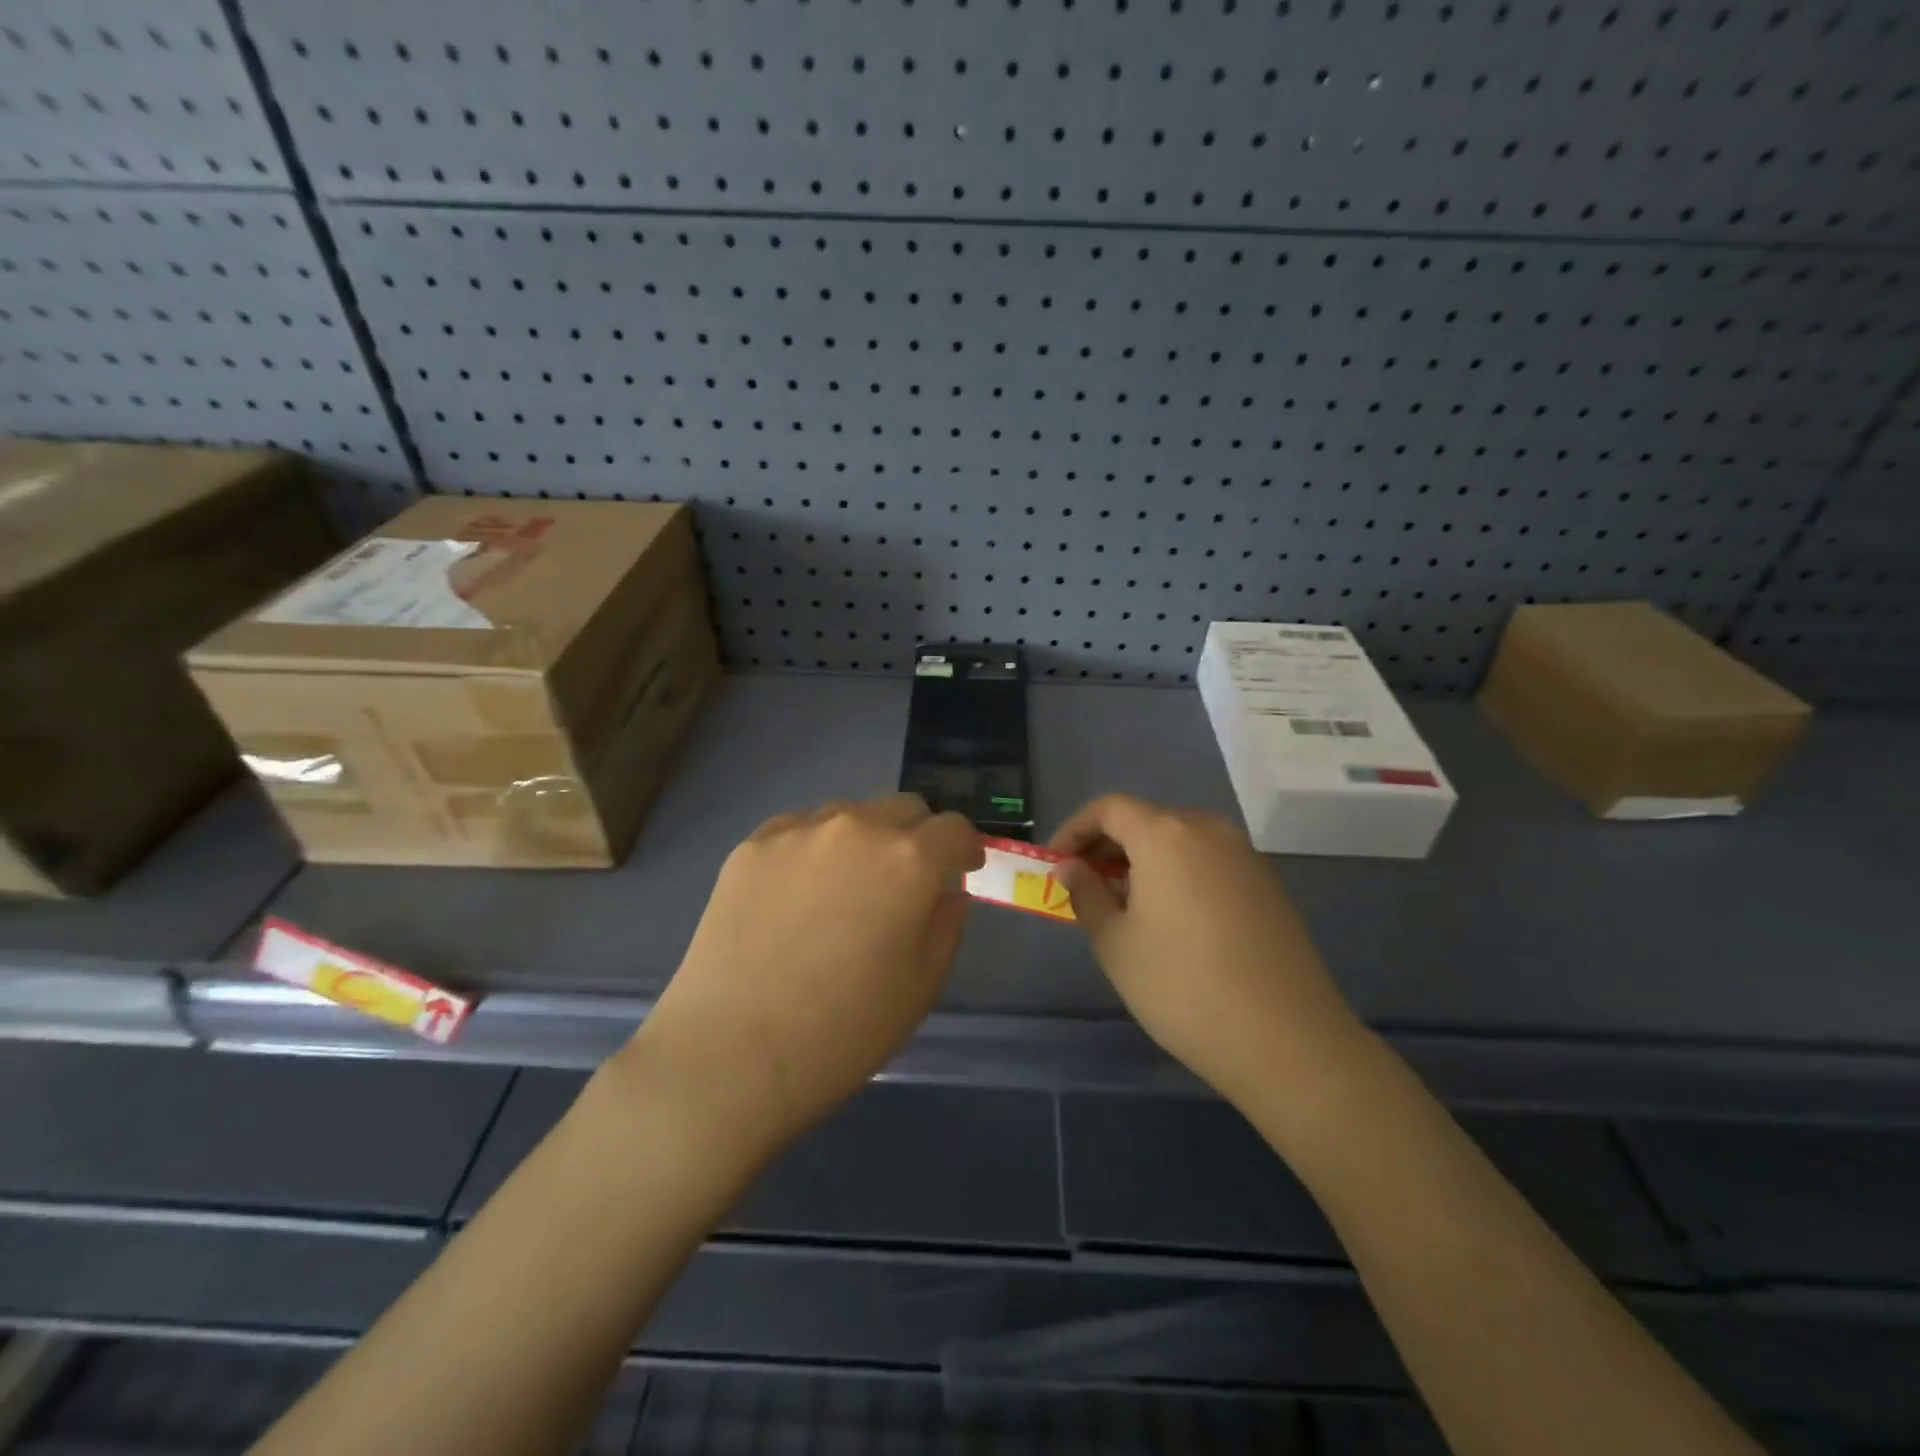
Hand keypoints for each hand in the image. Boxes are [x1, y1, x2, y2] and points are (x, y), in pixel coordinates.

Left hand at [623, 794, 983, 1161]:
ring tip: (845, 888)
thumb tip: (946, 891)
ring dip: (864, 839)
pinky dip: (813, 849)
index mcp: (908, 859)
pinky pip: (799, 830)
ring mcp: (798, 831)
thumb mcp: (921, 986)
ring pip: (849, 815)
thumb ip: (946, 925)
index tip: (961, 870)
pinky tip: (797, 895)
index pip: (954, 828)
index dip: (964, 848)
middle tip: (906, 881)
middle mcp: (856, 827)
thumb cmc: (844, 1031)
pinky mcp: (751, 846)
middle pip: (903, 808)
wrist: (731, 1054)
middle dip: (918, 836)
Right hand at [1052, 795, 1366, 1107]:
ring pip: (1179, 839)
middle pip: (1146, 818)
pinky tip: (1170, 917)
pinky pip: (1207, 860)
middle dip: (1108, 845)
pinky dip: (1177, 873)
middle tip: (1084, 884)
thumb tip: (1072, 867)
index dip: (1075, 830)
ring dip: (1143, 860)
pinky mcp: (1266, 883)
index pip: (1109, 808)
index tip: (1056, 864)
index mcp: (1165, 834)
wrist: (1286, 1039)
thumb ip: (1087, 894)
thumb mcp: (1116, 943)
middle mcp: (1208, 830)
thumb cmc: (1182, 986)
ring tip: (1123, 904)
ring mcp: (1244, 855)